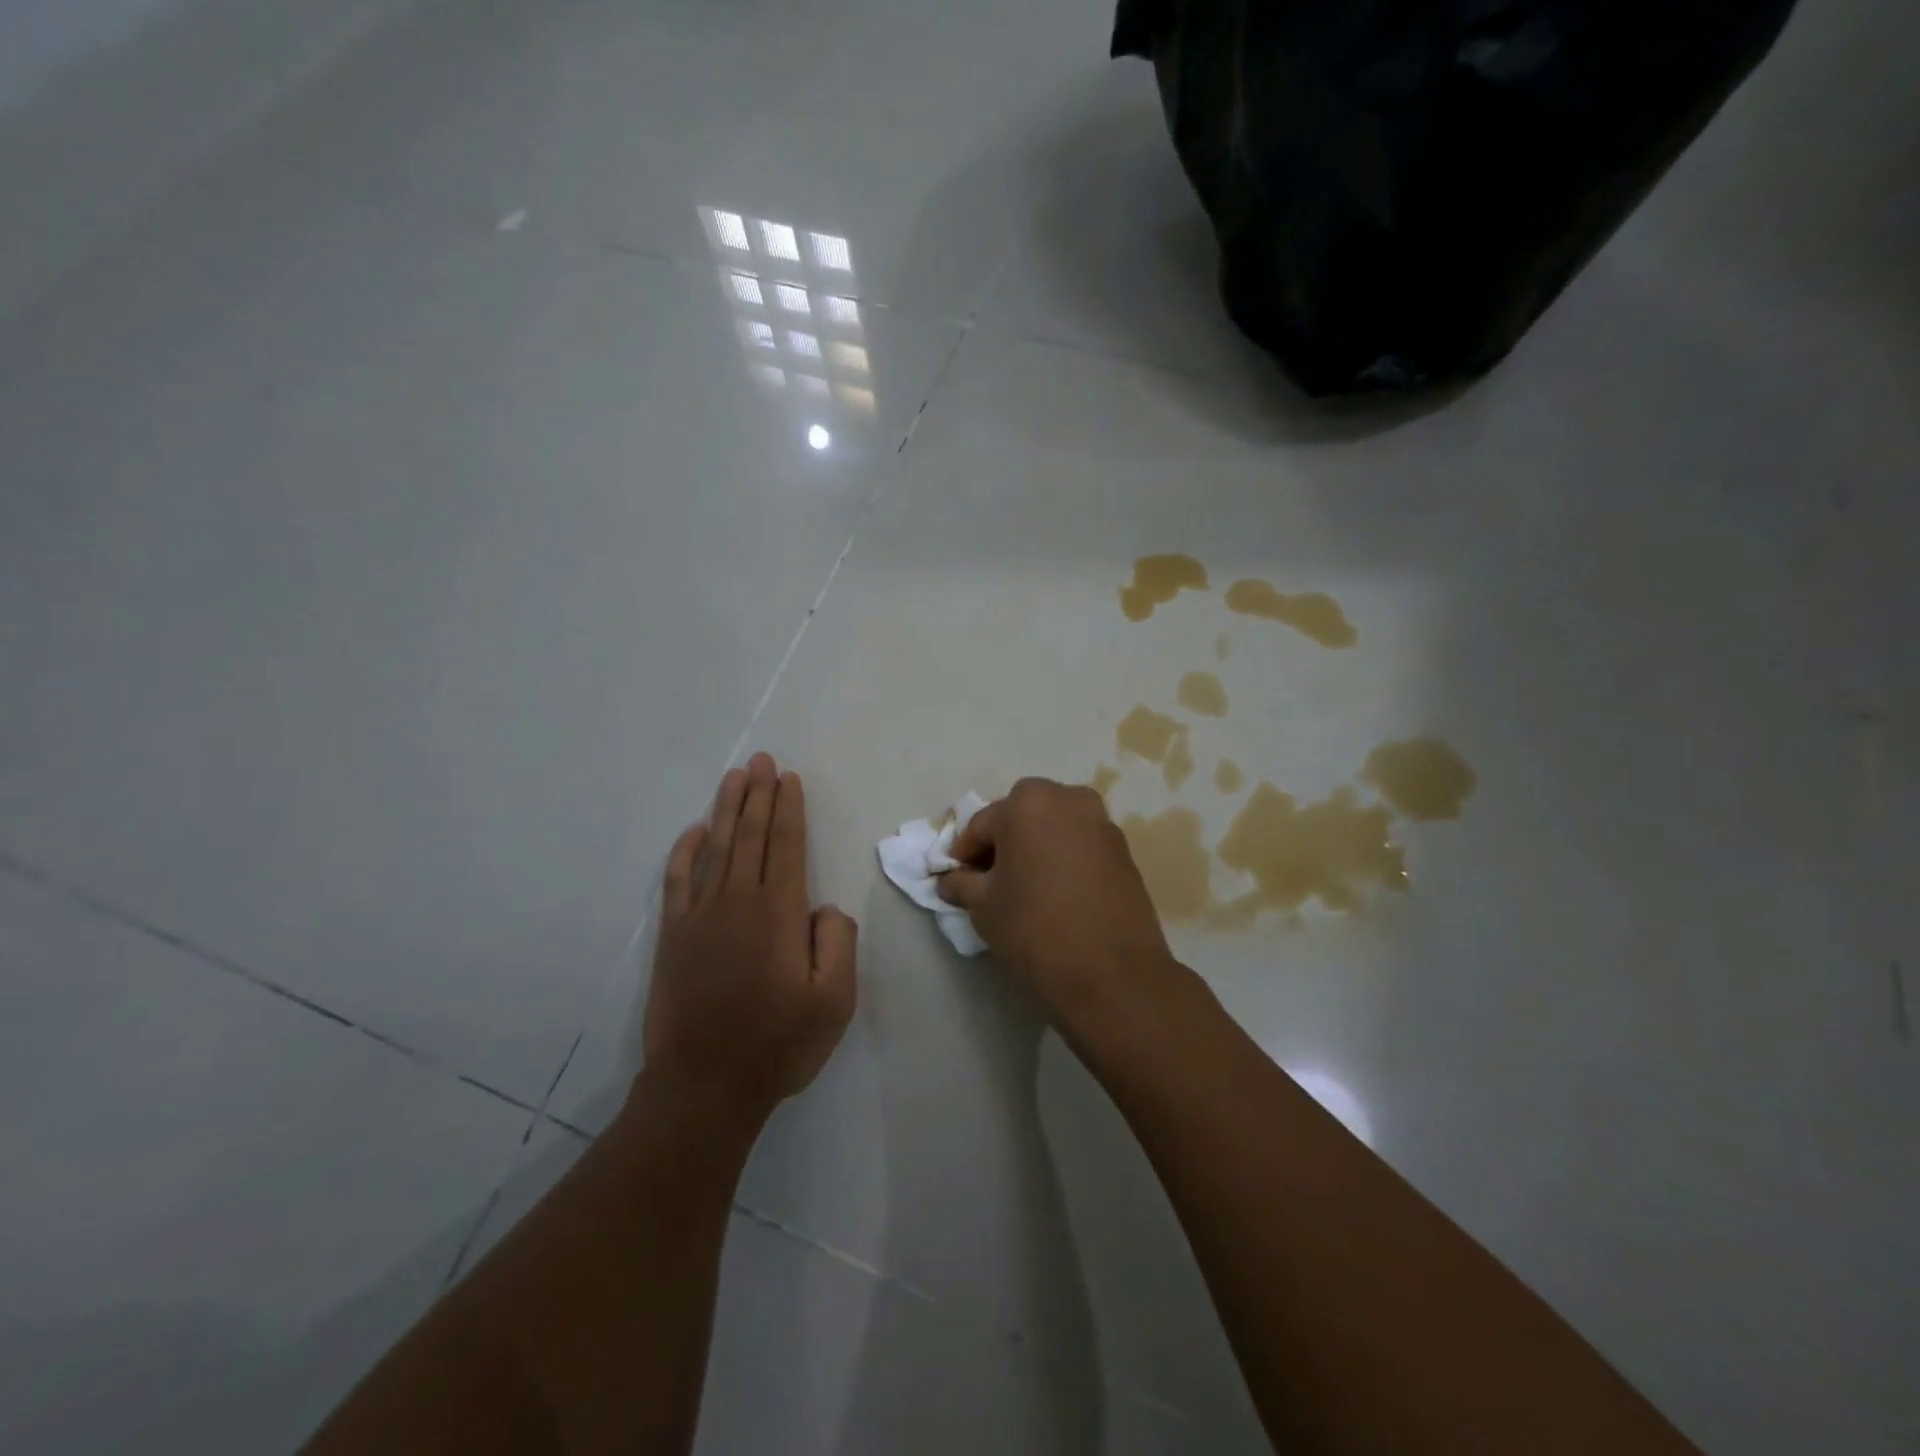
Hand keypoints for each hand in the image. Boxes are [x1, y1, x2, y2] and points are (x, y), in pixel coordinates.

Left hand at [642, 753, 856, 1126]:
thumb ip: (839, 942)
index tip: (788, 778)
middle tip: (761, 760)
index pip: (786, 845)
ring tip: (734, 777)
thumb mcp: (835, 1001)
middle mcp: (738, 902)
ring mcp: (700, 917)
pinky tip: (692, 832)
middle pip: (750, 836)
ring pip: (715, 848)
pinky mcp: (673, 937)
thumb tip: (824, 907)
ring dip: (726, 810)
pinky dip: (684, 852)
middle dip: (758, 794)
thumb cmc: (778, 1044)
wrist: (704, 1086)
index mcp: (779, 913)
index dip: (788, 808)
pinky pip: (677, 881)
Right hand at [936, 777, 1184, 1038]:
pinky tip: (1058, 893)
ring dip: (1036, 847)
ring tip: (1027, 888)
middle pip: (1021, 816)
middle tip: (992, 881)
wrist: (1113, 976)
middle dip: (1003, 843)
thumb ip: (960, 883)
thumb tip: (949, 880)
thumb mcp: (983, 907)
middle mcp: (1068, 799)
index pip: (981, 825)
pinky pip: (1080, 844)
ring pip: (1054, 827)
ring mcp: (1102, 822)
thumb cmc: (1035, 931)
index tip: (958, 882)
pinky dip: (1064, 858)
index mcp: (1027, 804)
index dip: (964, 855)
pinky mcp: (1124, 850)